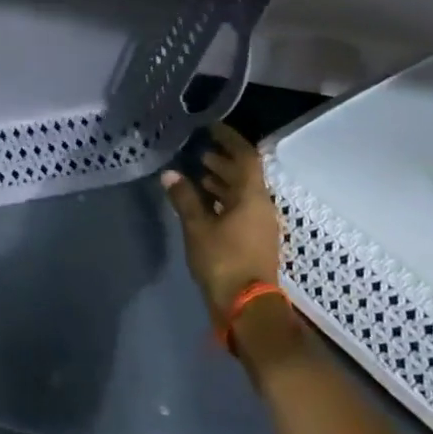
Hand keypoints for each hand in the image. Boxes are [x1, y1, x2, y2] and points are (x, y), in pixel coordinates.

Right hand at [162, 123, 283, 323]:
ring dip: (221, 181)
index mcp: (252, 197)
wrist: (247, 306)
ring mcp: (260, 224)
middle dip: (222, 160)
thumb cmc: (223, 261)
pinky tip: (203, 201)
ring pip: (241, 193)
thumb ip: (184, 198)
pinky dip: (222, 199)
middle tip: (198, 151)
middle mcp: (262, 206)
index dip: (229, 139)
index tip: (212, 128)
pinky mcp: (253, 239)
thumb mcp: (197, 227)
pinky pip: (239, 209)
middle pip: (244, 175)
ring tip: (196, 173)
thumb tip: (170, 174)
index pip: (245, 157)